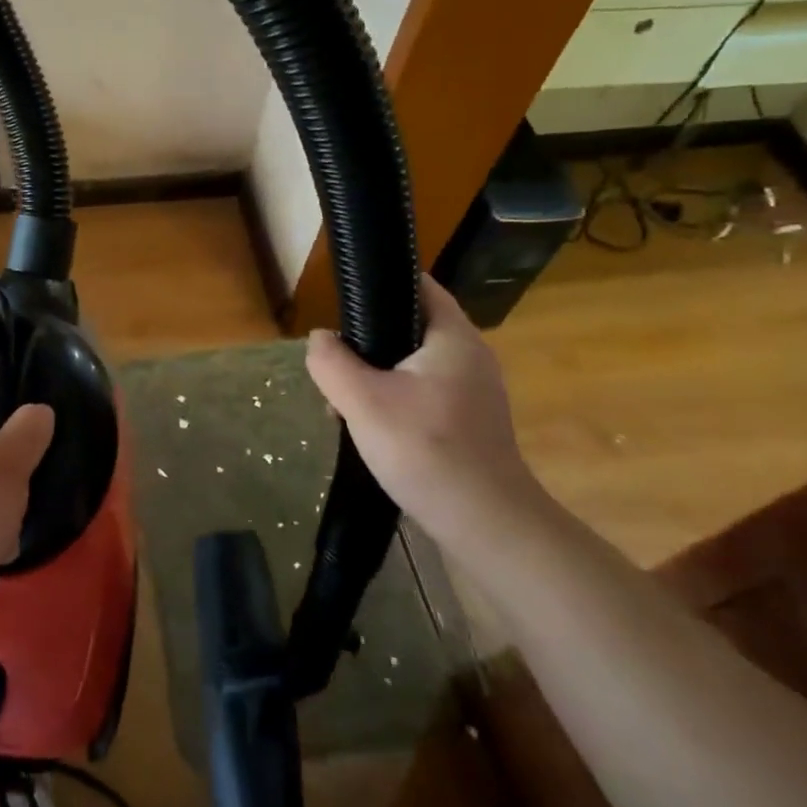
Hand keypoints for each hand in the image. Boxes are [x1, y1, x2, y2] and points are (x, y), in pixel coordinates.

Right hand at [305, 275, 551, 556]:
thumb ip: (332, 362)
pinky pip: (422, 394)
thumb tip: (320, 339)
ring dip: (374, 378)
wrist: (486, 524)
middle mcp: (470, 356)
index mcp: (453, 337)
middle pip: (408, 327)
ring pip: (411, 365)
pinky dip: (393, 401)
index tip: (341, 300)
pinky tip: (372, 430)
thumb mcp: (362, 401)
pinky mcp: (469, 422)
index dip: (379, 283)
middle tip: (335, 368)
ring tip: (344, 406)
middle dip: (366, 344)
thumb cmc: (426, 450)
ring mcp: (473, 391)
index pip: (418, 284)